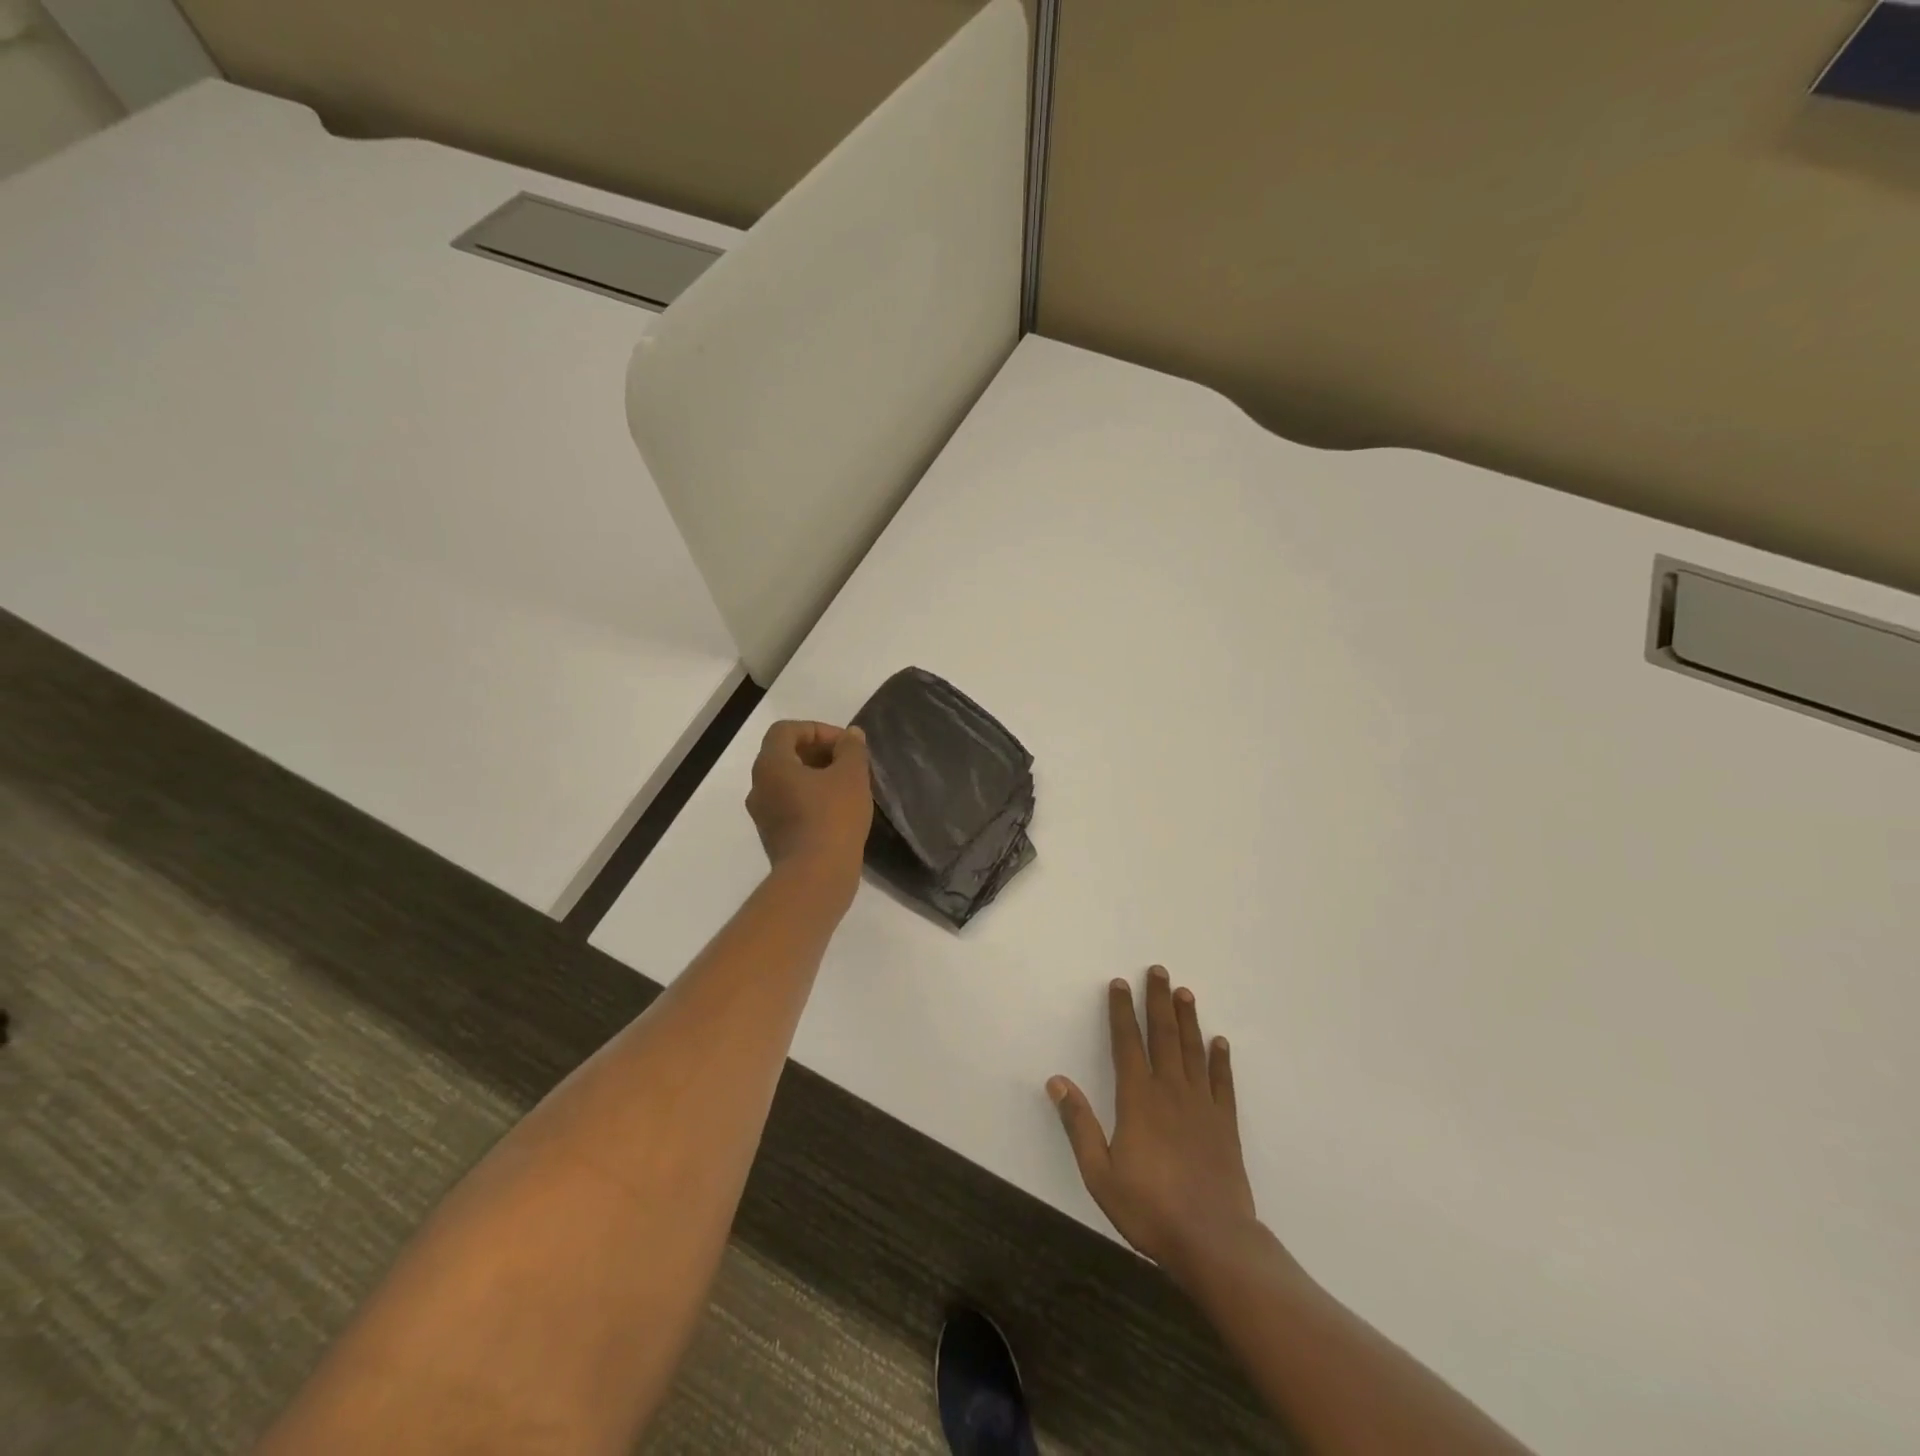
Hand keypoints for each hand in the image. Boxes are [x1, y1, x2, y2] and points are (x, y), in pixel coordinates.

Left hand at [745, 721, 872, 903]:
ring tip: (848, 787)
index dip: (817, 729)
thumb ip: (852, 749)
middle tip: (849, 764)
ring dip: (816, 777)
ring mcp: (763, 815)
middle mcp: (758, 786)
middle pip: (785, 755)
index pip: (786, 730)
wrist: (816, 878)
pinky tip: (838, 812)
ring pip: (788, 782)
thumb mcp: (852, 776)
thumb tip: (851, 735)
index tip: (845, 744)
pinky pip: (790, 806)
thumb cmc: (833, 818)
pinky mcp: (773, 837)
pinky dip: (811, 800)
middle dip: (819, 753)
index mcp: (771, 765)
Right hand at [1049, 967, 1260, 1286]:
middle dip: (1158, 1001)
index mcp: (1138, 1099)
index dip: (1121, 1011)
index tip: (1119, 984)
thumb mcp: (1099, 1173)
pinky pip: (1223, 1083)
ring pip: (1193, 1051)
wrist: (1213, 1241)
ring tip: (1185, 992)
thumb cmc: (1149, 1208)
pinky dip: (1221, 1060)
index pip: (1127, 1043)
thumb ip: (1078, 1124)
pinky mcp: (1225, 1125)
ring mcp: (1202, 1106)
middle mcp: (1170, 1091)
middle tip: (1159, 970)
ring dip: (1188, 1019)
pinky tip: (1220, 1042)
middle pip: (1164, 1035)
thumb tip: (1056, 1082)